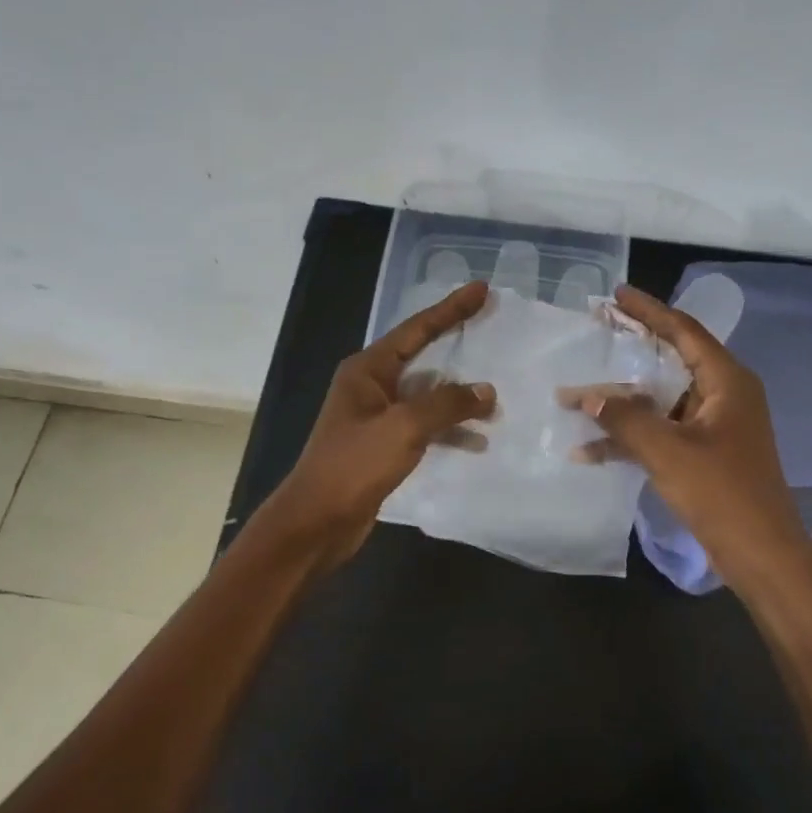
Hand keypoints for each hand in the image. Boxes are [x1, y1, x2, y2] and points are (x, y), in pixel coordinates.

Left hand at [265, 280, 496, 566]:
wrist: (316, 522)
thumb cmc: (354, 465)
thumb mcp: (404, 428)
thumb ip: (447, 404)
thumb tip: (486, 390)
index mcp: (368, 369)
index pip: (417, 329)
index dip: (451, 309)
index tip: (481, 290)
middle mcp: (371, 386)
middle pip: (423, 356)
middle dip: (457, 345)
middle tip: (493, 328)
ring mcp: (377, 417)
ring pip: (427, 395)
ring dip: (458, 398)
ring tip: (495, 402)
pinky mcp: (384, 446)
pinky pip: (424, 426)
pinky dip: (449, 430)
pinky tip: (476, 441)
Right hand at [567, 284, 811, 596]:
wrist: (763, 556)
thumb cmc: (723, 493)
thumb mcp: (669, 451)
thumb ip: (626, 419)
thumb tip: (587, 396)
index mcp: (726, 381)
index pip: (683, 330)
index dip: (649, 310)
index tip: (616, 295)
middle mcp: (722, 395)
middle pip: (670, 360)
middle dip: (630, 350)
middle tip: (595, 331)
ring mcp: (713, 426)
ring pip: (660, 399)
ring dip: (620, 402)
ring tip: (575, 393)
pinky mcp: (704, 454)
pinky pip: (661, 432)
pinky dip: (630, 437)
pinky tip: (588, 449)